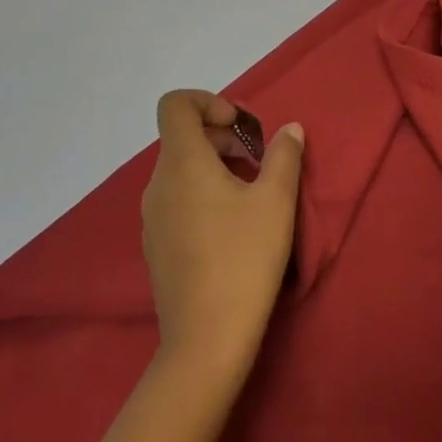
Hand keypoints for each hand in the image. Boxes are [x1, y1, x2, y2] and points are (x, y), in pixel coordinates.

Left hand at [142, 90, 304, 377]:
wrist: (206, 341)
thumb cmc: (244, 258)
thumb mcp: (276, 201)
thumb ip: (283, 156)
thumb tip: (288, 130)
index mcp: (182, 163)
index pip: (175, 105)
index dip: (208, 101)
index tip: (240, 127)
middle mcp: (158, 184)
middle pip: (182, 137)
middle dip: (221, 137)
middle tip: (258, 161)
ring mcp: (153, 218)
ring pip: (181, 171)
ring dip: (215, 167)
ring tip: (251, 194)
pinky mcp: (157, 247)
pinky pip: (177, 200)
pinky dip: (203, 195)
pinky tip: (233, 228)